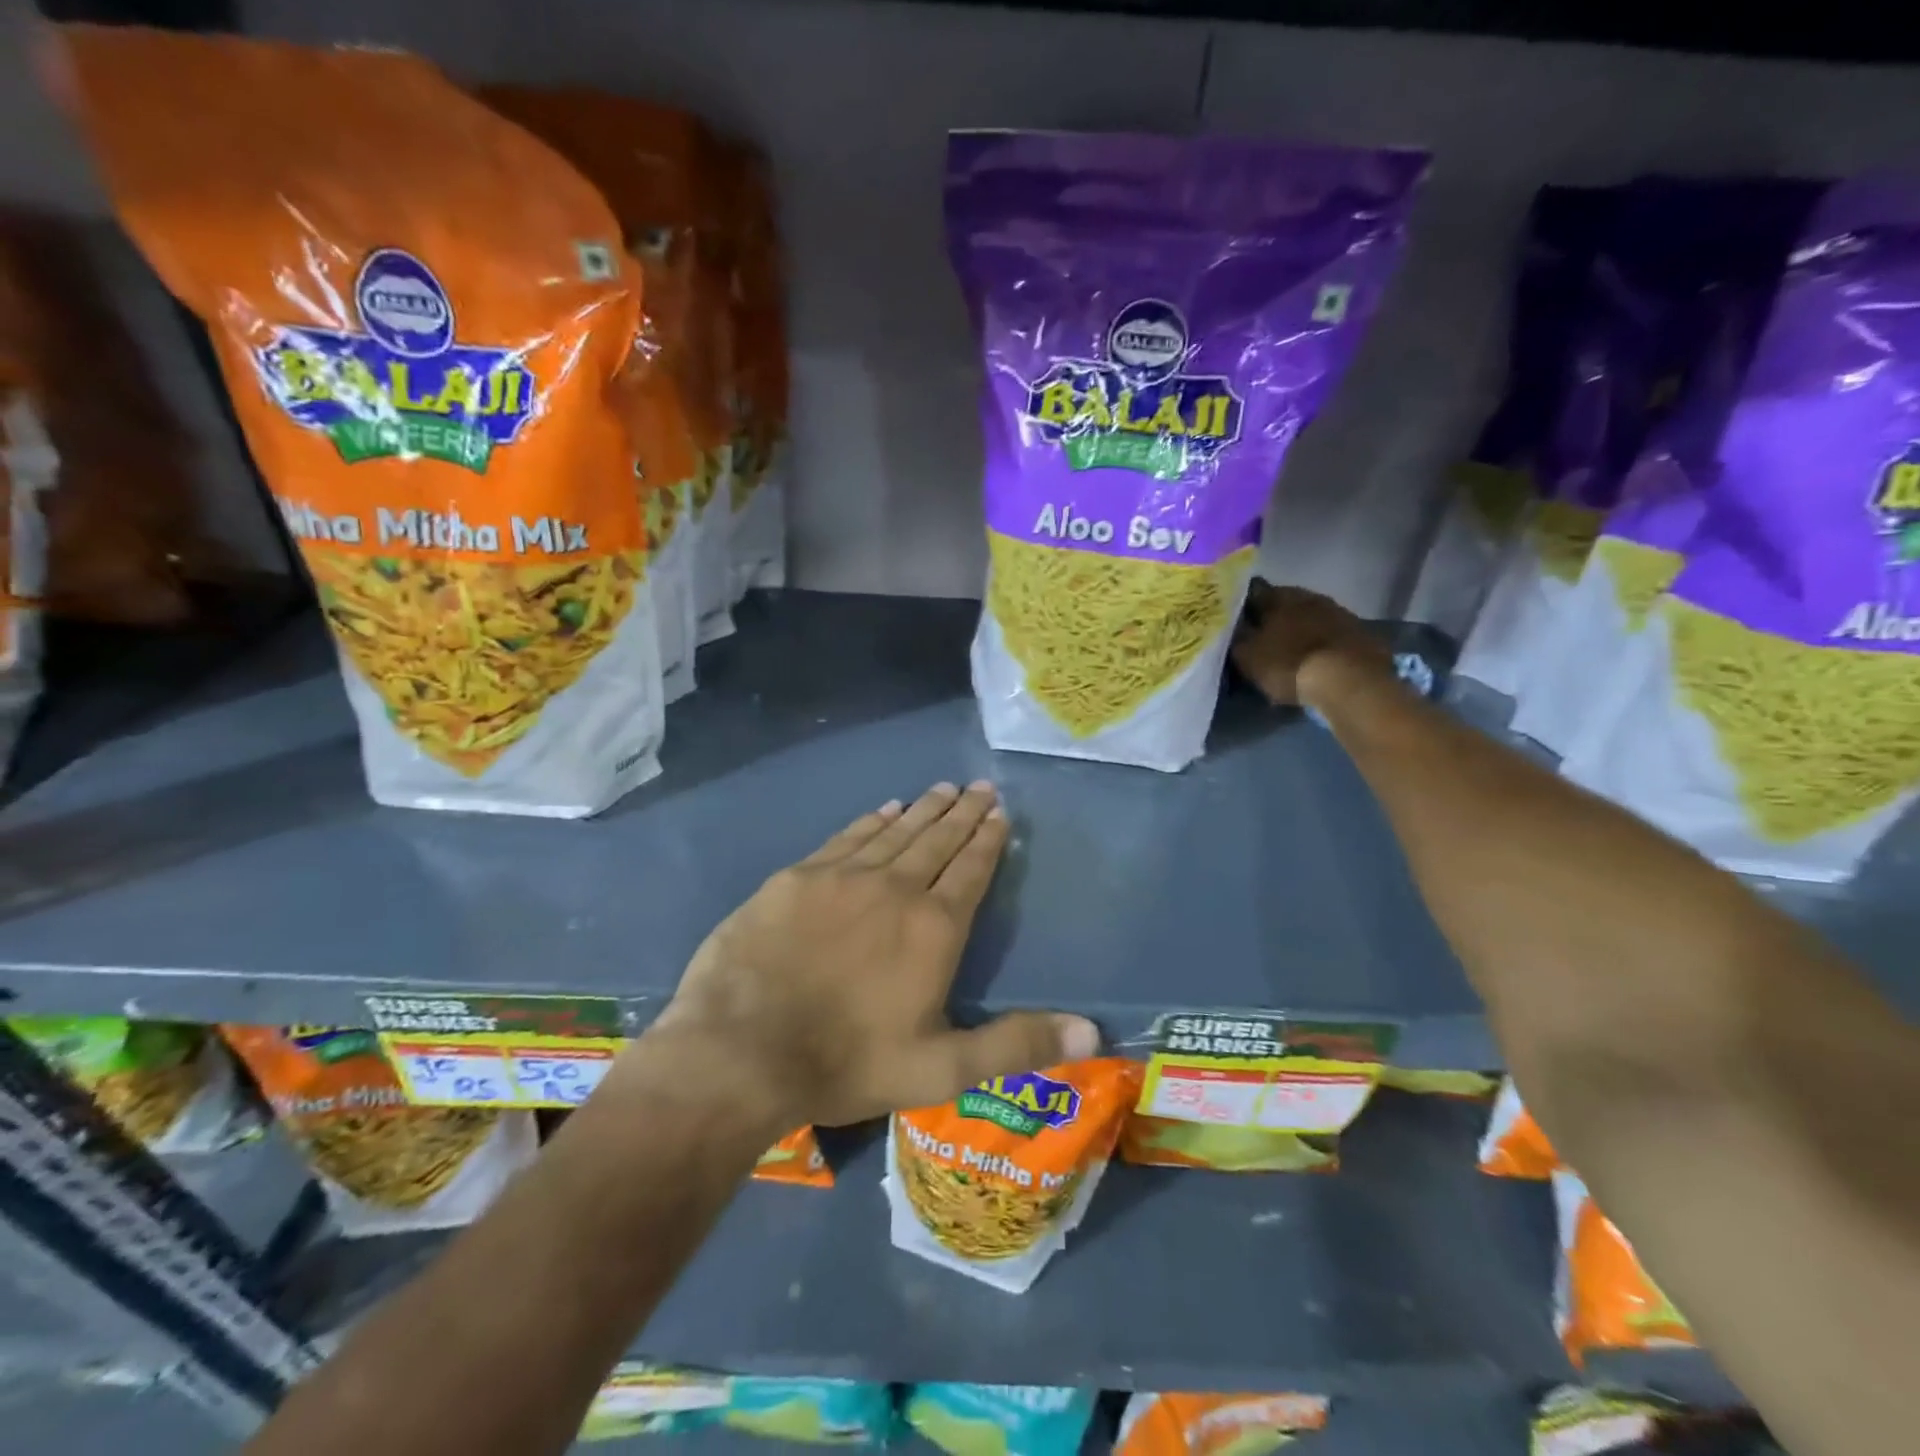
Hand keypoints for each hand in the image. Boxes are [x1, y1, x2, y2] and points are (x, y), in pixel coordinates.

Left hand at [644, 782, 1099, 1130]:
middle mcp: (894, 888)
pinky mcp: (797, 877)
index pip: (971, 870)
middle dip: (963, 813)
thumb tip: (1093, 1032)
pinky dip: (872, 821)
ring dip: (923, 809)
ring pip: (896, 831)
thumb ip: (1015, 1046)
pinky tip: (885, 809)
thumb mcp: (940, 1070)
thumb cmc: (846, 1062)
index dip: (988, 840)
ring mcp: (842, 877)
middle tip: (980, 786)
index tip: (1000, 813)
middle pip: (937, 840)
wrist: (739, 1050)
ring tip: (943, 789)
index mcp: (933, 928)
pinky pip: (847, 837)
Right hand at [1231, 580, 1393, 707]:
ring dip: (1301, 629)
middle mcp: (1310, 596)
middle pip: (1285, 602)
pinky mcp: (1361, 633)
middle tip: (1263, 637)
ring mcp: (1339, 612)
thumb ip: (1237, 638)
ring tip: (1291, 650)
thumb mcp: (1248, 656)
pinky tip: (1319, 660)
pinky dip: (1323, 643)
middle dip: (1274, 617)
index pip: (1254, 592)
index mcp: (1279, 597)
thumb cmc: (1289, 664)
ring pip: (1311, 616)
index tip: (1237, 619)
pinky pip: (1333, 634)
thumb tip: (1233, 626)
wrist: (1349, 682)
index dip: (1243, 605)